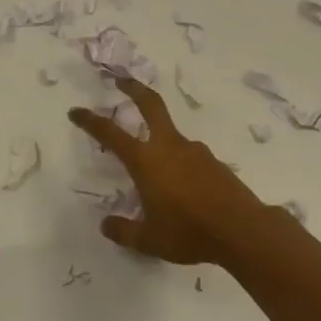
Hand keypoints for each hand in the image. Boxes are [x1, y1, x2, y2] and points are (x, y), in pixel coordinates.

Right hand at [68, 79, 287, 269]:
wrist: (243, 230)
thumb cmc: (189, 232)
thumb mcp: (149, 240)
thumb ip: (124, 231)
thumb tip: (106, 225)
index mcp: (146, 160)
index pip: (111, 133)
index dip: (90, 121)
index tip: (76, 111)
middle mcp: (169, 147)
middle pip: (150, 105)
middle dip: (133, 89)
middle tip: (121, 80)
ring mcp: (195, 151)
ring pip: (171, 135)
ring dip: (159, 138)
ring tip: (155, 170)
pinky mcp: (214, 163)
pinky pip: (189, 156)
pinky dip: (179, 162)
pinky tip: (182, 187)